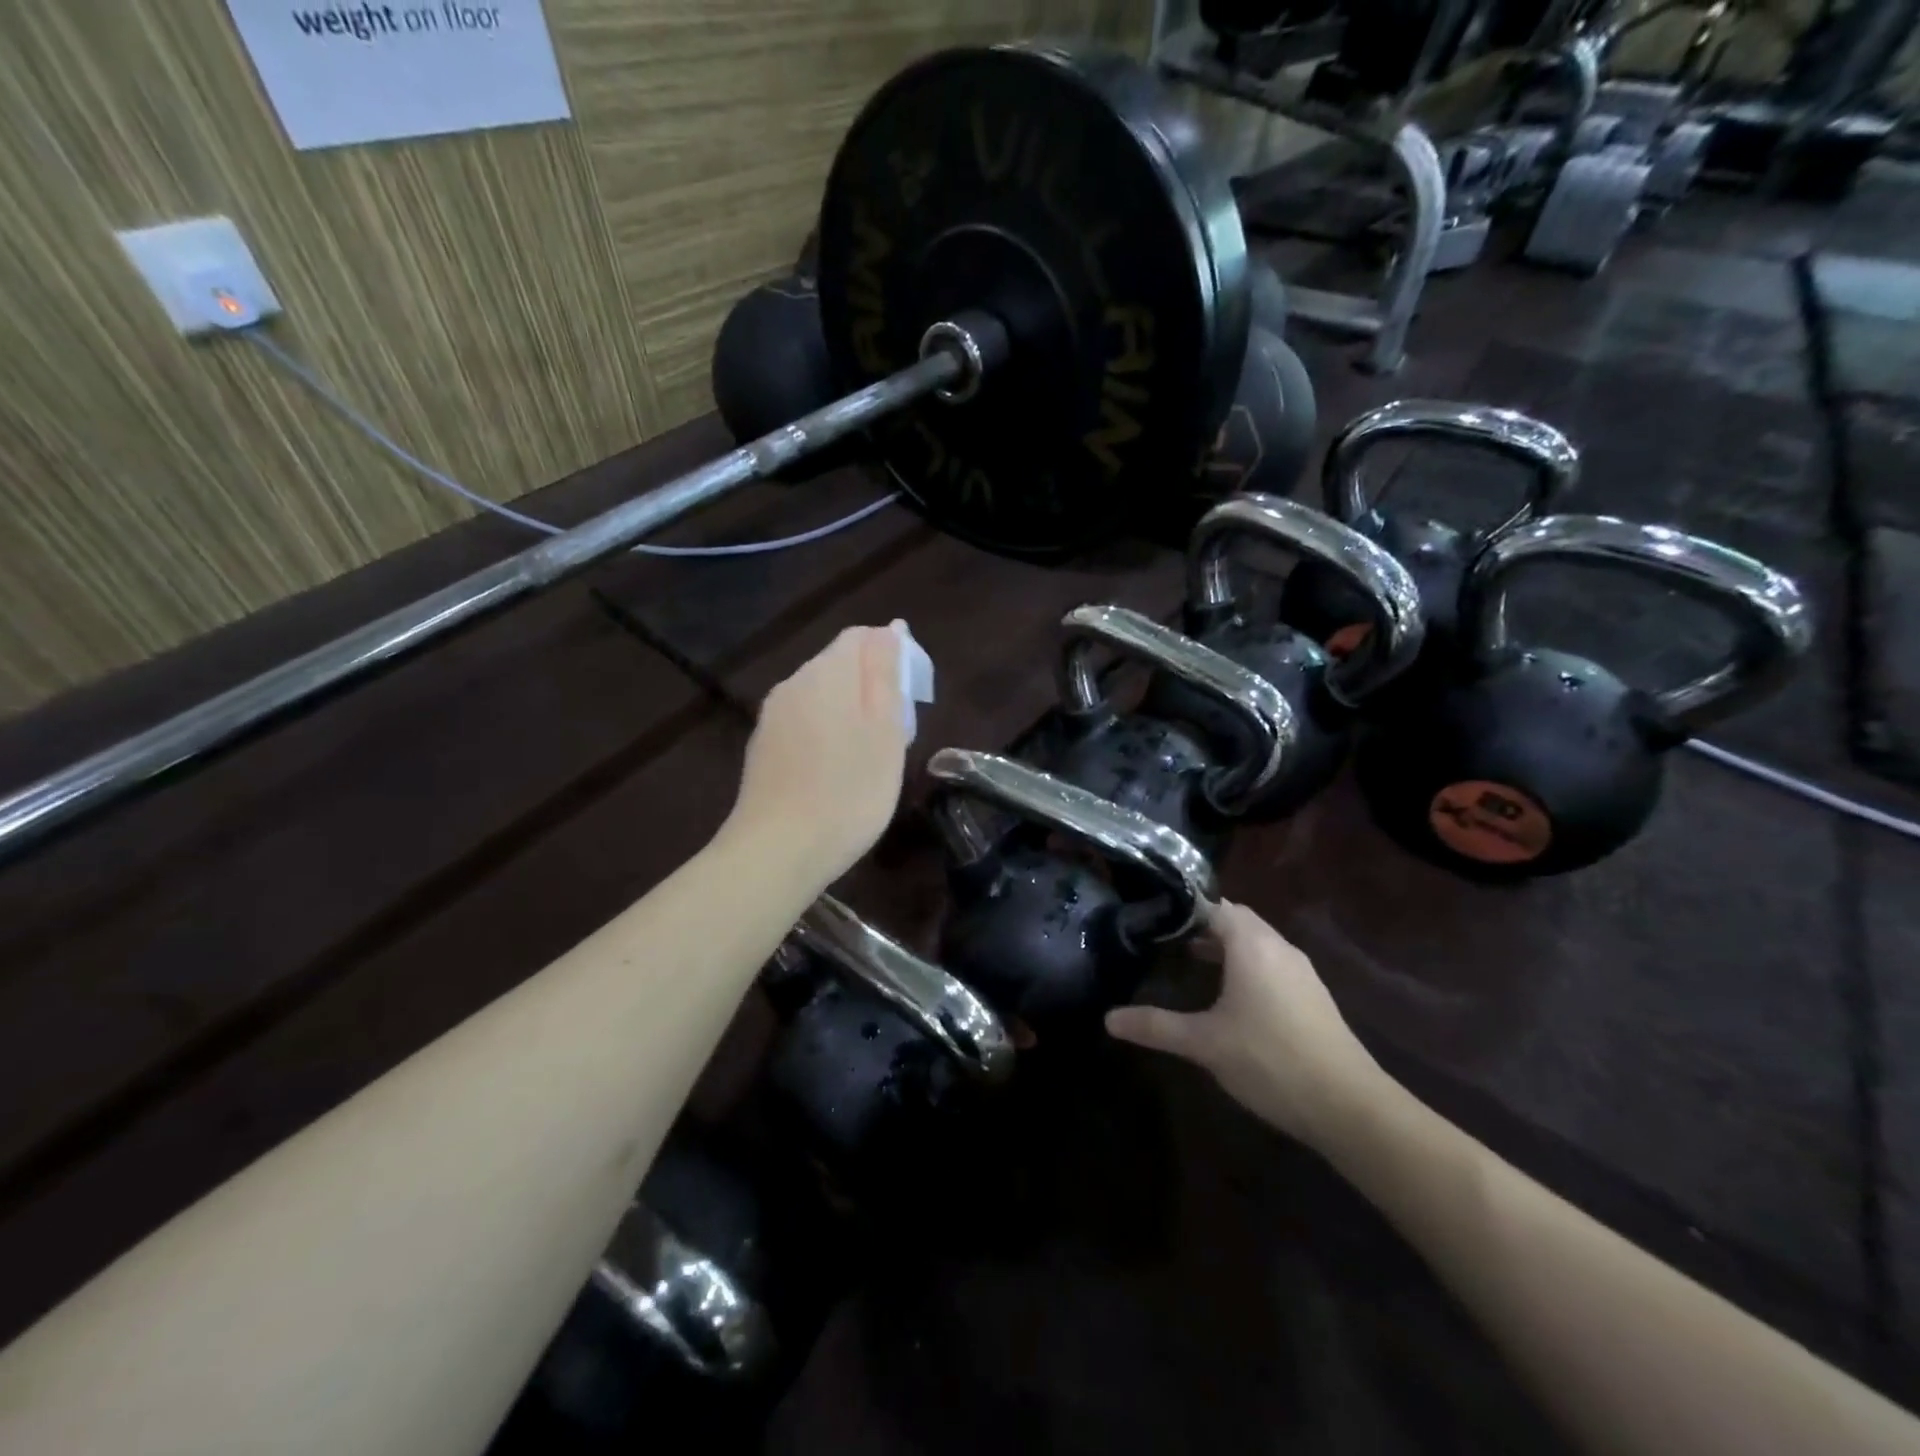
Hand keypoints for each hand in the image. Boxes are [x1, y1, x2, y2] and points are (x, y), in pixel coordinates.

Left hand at [724, 624, 908, 880]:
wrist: (778, 851)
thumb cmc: (849, 791)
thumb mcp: (886, 730)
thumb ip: (886, 674)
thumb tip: (890, 629)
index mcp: (826, 673)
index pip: (862, 637)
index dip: (894, 656)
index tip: (913, 698)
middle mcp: (792, 684)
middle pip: (839, 666)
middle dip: (871, 688)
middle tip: (896, 734)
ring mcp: (771, 718)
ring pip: (820, 698)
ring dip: (849, 714)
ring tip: (869, 758)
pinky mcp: (761, 749)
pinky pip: (802, 725)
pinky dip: (825, 736)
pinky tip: (834, 774)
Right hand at [1106, 901, 1389, 1151]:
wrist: (1350, 1107)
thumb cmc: (1270, 1060)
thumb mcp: (1204, 1043)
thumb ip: (1156, 1026)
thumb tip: (1108, 1019)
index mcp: (1252, 946)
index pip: (1216, 906)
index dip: (1186, 908)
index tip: (1155, 915)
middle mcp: (1279, 948)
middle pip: (1239, 921)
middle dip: (1205, 925)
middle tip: (1168, 937)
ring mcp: (1301, 973)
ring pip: (1258, 944)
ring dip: (1228, 947)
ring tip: (1194, 962)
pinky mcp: (1313, 997)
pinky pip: (1273, 965)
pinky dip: (1247, 967)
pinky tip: (1232, 998)